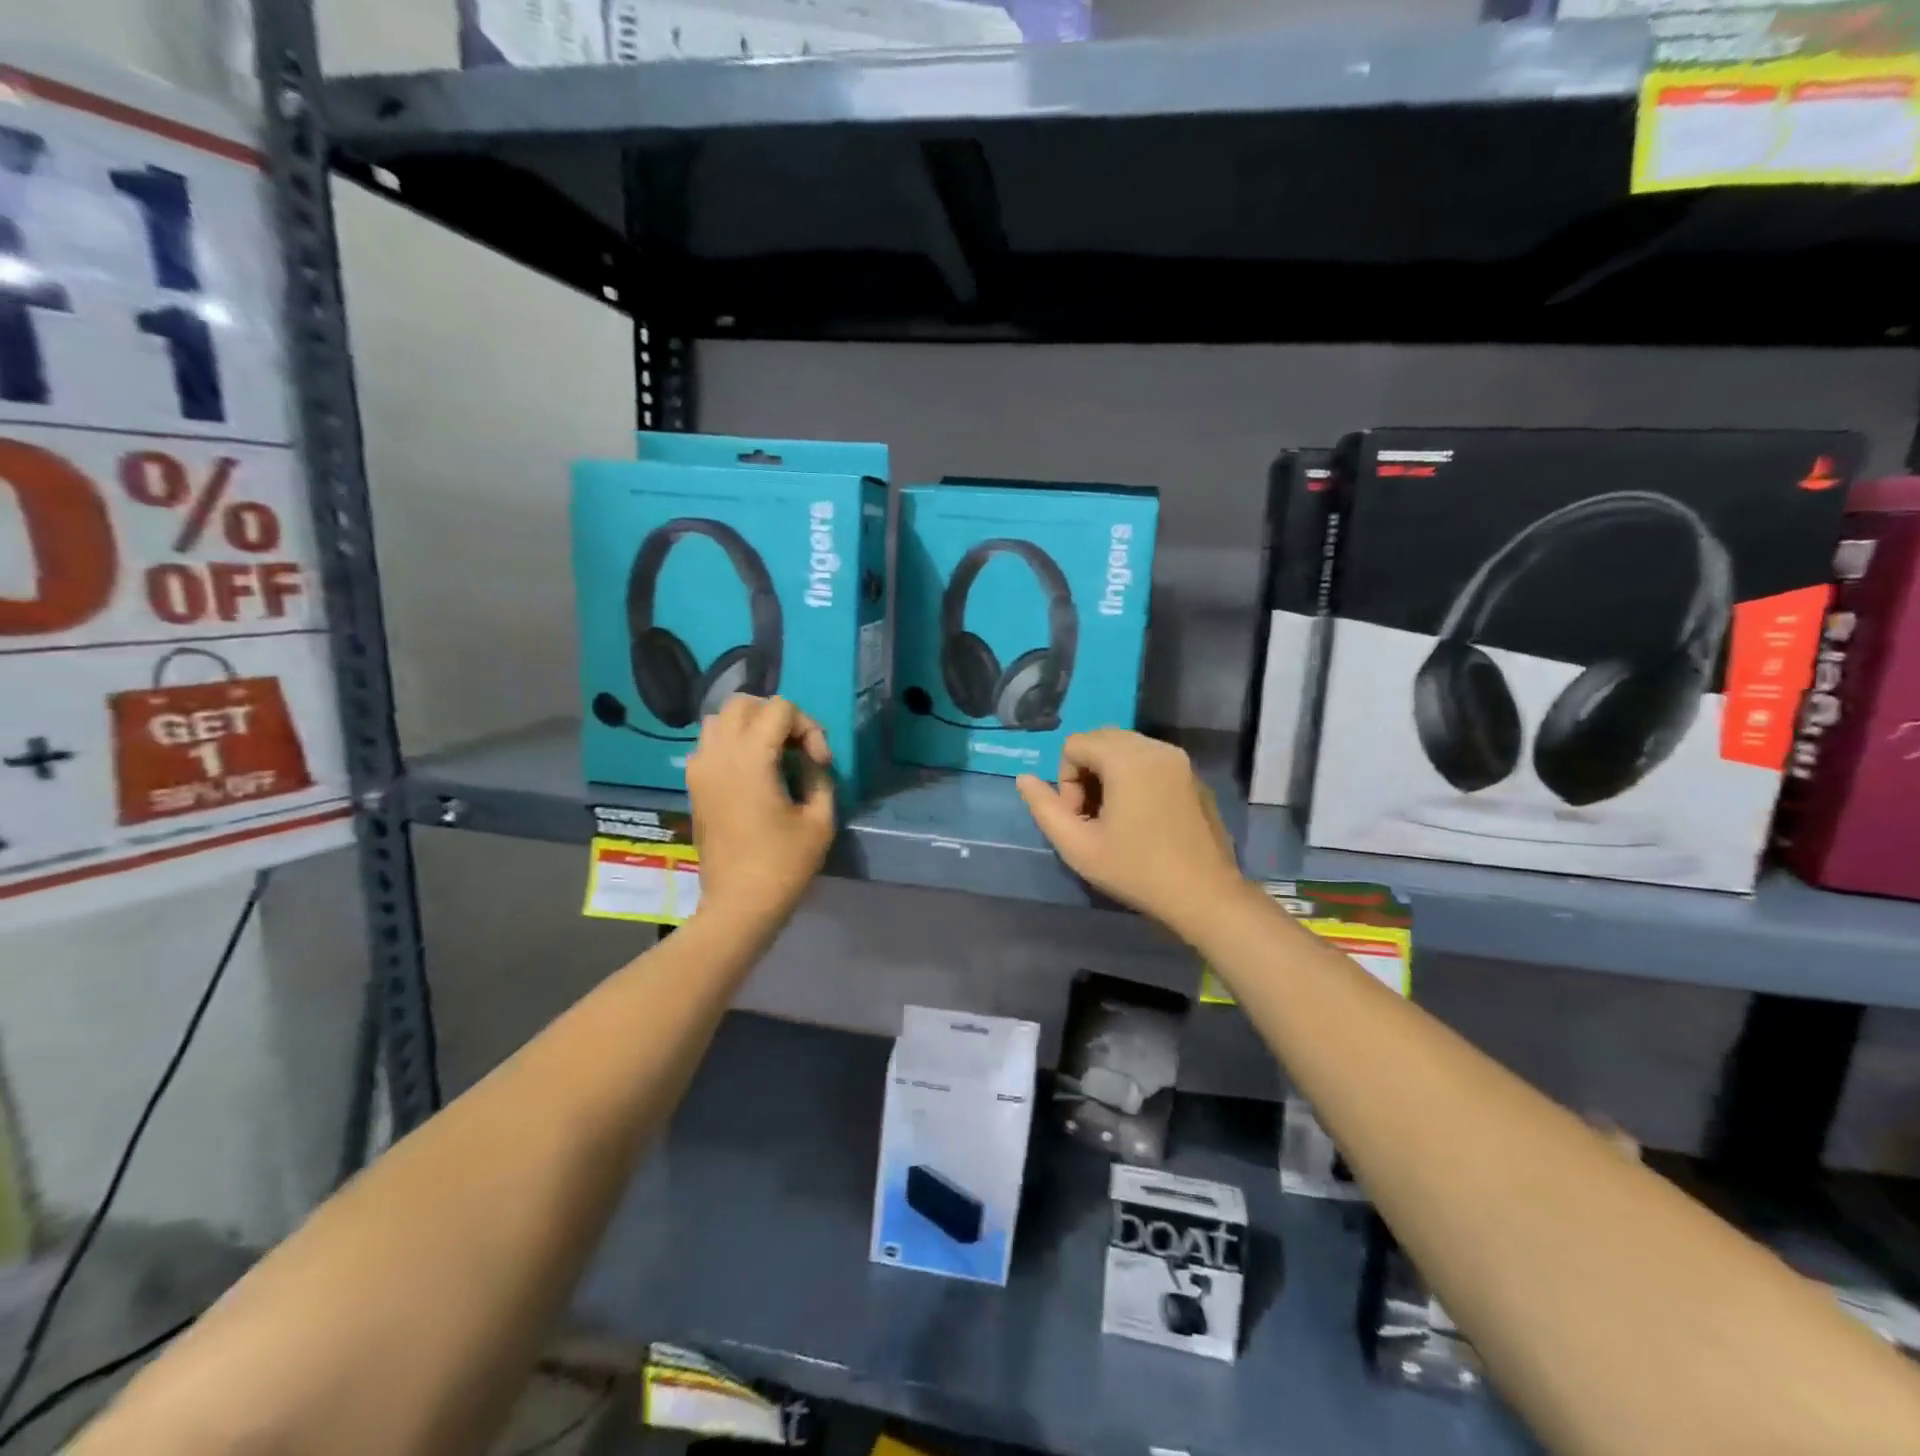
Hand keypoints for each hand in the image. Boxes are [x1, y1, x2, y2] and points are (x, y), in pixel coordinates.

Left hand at [685, 696, 834, 927]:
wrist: (739, 905)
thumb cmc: (784, 864)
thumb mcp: (820, 820)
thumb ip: (820, 776)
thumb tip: (813, 759)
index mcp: (751, 758)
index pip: (780, 709)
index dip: (809, 728)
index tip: (819, 764)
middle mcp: (719, 754)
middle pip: (744, 703)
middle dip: (777, 717)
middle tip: (797, 749)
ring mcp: (700, 768)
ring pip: (720, 719)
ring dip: (750, 726)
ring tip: (772, 755)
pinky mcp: (694, 785)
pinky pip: (708, 744)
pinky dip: (730, 743)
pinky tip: (750, 771)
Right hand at [1017, 730, 1243, 933]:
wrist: (1205, 895)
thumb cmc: (1136, 870)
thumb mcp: (1077, 846)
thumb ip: (1044, 808)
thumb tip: (1024, 779)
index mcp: (1127, 757)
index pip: (1074, 745)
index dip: (1066, 781)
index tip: (1080, 818)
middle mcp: (1155, 747)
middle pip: (1100, 740)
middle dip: (1086, 774)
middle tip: (1094, 818)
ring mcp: (1180, 761)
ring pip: (1126, 749)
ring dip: (1109, 776)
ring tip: (1116, 820)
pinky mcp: (1194, 777)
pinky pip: (1151, 762)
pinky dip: (1136, 779)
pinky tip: (1143, 821)